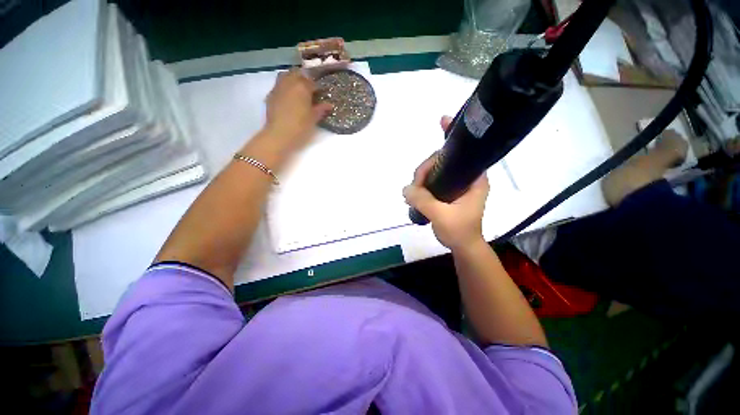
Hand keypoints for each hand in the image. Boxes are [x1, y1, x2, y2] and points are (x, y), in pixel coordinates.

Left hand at [262, 69, 332, 150]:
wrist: (279, 134)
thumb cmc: (300, 126)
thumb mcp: (314, 118)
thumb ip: (321, 109)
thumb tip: (329, 105)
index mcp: (302, 87)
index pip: (312, 82)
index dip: (317, 88)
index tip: (320, 94)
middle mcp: (289, 82)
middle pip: (297, 74)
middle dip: (303, 79)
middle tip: (309, 90)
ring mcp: (278, 88)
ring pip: (285, 76)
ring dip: (292, 80)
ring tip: (298, 91)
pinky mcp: (270, 95)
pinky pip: (279, 86)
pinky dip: (284, 88)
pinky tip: (288, 99)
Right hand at [403, 116, 489, 249]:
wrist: (462, 246)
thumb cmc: (459, 231)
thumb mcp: (441, 216)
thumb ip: (423, 200)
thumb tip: (405, 189)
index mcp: (474, 179)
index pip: (464, 151)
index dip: (452, 137)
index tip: (442, 121)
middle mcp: (466, 178)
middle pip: (441, 161)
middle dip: (425, 170)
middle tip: (414, 188)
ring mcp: (455, 185)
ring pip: (434, 171)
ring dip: (421, 178)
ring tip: (413, 193)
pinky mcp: (447, 192)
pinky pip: (431, 181)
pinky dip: (421, 184)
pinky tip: (414, 192)